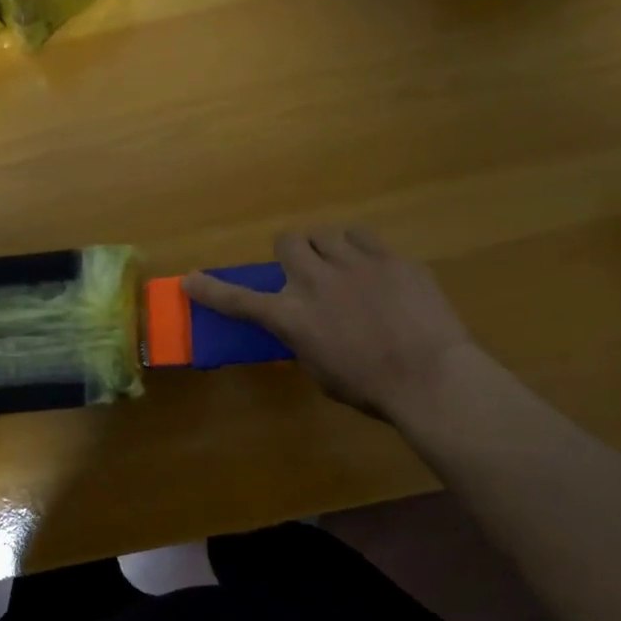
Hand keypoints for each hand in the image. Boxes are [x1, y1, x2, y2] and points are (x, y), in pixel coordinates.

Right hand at [182, 228, 473, 423]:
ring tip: (342, 265)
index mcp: (292, 316)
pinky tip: (374, 270)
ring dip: (326, 248)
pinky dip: (360, 250)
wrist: (430, 376)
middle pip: (288, 241)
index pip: (238, 300)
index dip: (211, 290)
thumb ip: (305, 339)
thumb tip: (307, 326)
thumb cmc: (370, 387)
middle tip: (305, 269)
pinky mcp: (390, 258)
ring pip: (326, 233)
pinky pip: (364, 237)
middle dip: (291, 252)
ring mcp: (355, 264)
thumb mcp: (321, 370)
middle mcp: (315, 281)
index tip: (191, 280)